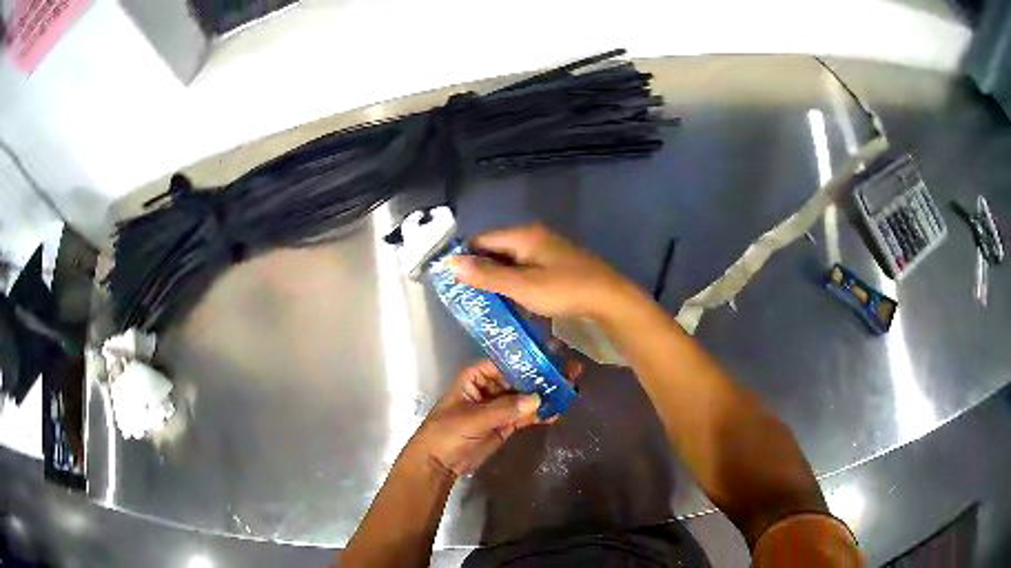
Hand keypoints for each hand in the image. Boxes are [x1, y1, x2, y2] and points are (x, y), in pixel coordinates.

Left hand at [408, 358, 577, 478]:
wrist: (438, 463)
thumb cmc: (446, 433)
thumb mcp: (473, 418)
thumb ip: (505, 409)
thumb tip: (538, 398)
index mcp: (476, 377)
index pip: (506, 361)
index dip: (528, 358)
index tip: (553, 354)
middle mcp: (490, 387)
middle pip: (521, 378)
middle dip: (543, 375)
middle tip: (570, 370)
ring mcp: (499, 406)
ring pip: (526, 396)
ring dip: (546, 394)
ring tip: (571, 388)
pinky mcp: (506, 424)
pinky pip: (526, 415)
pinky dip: (541, 413)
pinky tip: (558, 411)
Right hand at [449, 224, 633, 319]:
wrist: (610, 300)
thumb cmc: (564, 291)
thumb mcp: (522, 286)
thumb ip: (486, 275)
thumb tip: (451, 262)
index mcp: (524, 235)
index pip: (482, 239)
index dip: (465, 257)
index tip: (452, 281)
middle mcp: (534, 237)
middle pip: (497, 249)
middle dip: (480, 270)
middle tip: (466, 296)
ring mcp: (548, 251)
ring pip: (512, 262)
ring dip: (498, 279)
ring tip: (483, 302)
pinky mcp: (557, 266)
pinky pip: (527, 271)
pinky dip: (515, 284)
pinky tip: (512, 302)